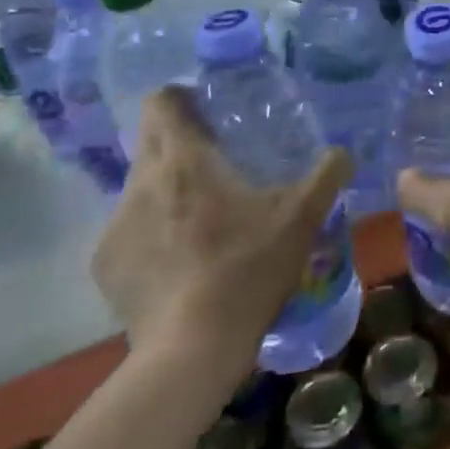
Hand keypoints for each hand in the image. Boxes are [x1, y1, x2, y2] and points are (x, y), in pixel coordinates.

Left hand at [92, 86, 349, 360]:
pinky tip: (182, 260)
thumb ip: (327, 175)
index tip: (210, 110)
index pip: (162, 102)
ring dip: (167, 189)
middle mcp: (141, 183)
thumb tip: (344, 153)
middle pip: (150, 140)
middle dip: (178, 140)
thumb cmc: (248, 268)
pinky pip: (130, 230)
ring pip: (141, 187)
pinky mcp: (105, 266)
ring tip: (202, 217)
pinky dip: (153, 233)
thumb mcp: (302, 217)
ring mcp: (116, 227)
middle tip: (216, 158)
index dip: (183, 97)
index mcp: (184, 160)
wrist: (191, 351)